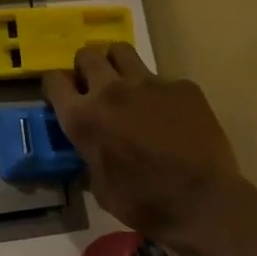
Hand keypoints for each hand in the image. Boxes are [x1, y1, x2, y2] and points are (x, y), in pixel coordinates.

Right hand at [43, 44, 240, 245]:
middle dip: (85, 68)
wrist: (203, 203)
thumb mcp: (99, 185)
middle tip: (94, 87)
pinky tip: (170, 115)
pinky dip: (158, 92)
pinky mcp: (182, 86)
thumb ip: (89, 153)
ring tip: (127, 87)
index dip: (55, 87)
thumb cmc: (143, 203)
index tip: (62, 98)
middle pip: (87, 55)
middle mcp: (110, 91)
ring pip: (122, 51)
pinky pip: (162, 78)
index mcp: (83, 118)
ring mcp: (149, 83)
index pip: (53, 80)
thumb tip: (91, 146)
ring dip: (117, 65)